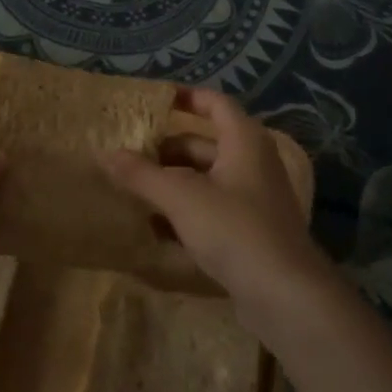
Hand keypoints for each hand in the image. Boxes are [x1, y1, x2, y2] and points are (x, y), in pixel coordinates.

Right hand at [102, 87, 338, 334]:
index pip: (215, 103)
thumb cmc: (234, 229)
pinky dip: (186, 210)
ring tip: (133, 188)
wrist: (285, 294)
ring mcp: (254, 199)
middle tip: (129, 153)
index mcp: (245, 142)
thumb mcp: (181, 197)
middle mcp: (253, 163)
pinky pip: (212, 208)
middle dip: (167, 149)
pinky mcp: (251, 231)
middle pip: (205, 144)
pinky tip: (156, 226)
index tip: (152, 101)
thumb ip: (142, 175)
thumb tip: (107, 154)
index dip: (186, 97)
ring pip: (206, 179)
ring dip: (173, 182)